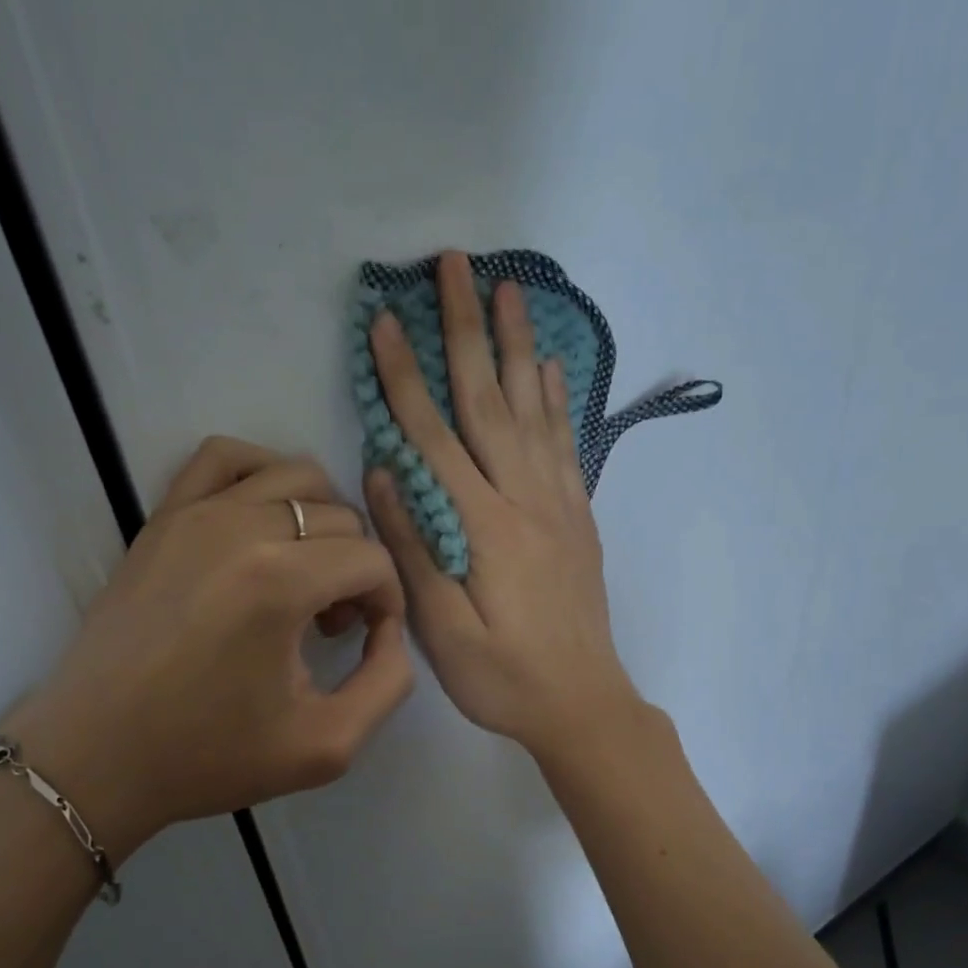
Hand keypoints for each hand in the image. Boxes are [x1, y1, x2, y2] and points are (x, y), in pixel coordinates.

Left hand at [8, 437, 412, 857]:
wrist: (95, 758)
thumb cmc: (208, 756)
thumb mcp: (327, 746)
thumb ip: (388, 681)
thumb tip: (388, 628)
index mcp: (279, 583)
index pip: (372, 561)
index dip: (387, 603)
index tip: (365, 641)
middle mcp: (240, 528)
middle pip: (341, 519)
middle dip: (356, 570)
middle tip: (332, 626)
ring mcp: (194, 514)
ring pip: (297, 477)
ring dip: (322, 522)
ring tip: (303, 576)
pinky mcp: (163, 517)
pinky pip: (225, 458)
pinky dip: (262, 476)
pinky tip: (264, 522)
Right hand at [365, 251, 642, 760]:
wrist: (583, 704)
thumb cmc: (503, 678)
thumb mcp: (443, 632)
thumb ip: (415, 551)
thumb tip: (384, 475)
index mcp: (484, 527)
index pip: (434, 436)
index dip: (404, 376)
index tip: (384, 320)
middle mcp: (525, 500)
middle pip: (489, 399)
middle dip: (467, 328)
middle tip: (455, 264)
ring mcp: (558, 504)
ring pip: (534, 408)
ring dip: (518, 343)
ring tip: (510, 287)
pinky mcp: (578, 516)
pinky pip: (565, 442)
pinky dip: (555, 397)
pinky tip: (548, 366)